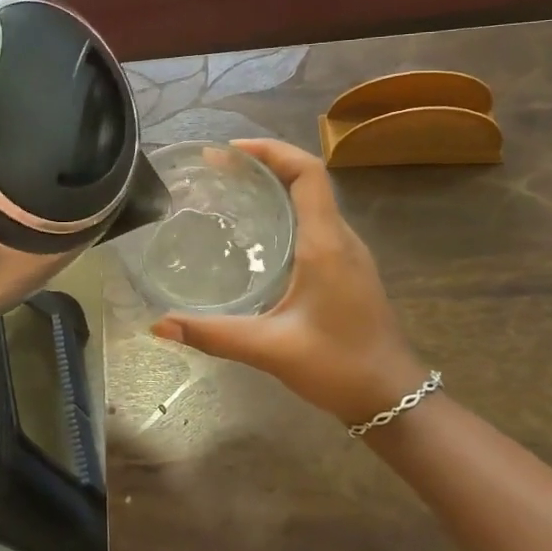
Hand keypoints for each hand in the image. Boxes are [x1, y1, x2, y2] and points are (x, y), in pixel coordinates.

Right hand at [151, 139, 429, 426]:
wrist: (394, 400)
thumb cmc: (340, 366)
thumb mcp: (271, 349)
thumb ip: (213, 335)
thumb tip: (157, 326)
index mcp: (326, 244)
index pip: (308, 173)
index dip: (271, 150)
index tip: (229, 151)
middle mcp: (340, 238)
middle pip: (307, 179)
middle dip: (263, 163)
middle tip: (215, 168)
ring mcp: (347, 253)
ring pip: (311, 200)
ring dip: (274, 185)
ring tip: (228, 190)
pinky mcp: (346, 268)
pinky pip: (313, 222)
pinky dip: (283, 210)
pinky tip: (253, 234)